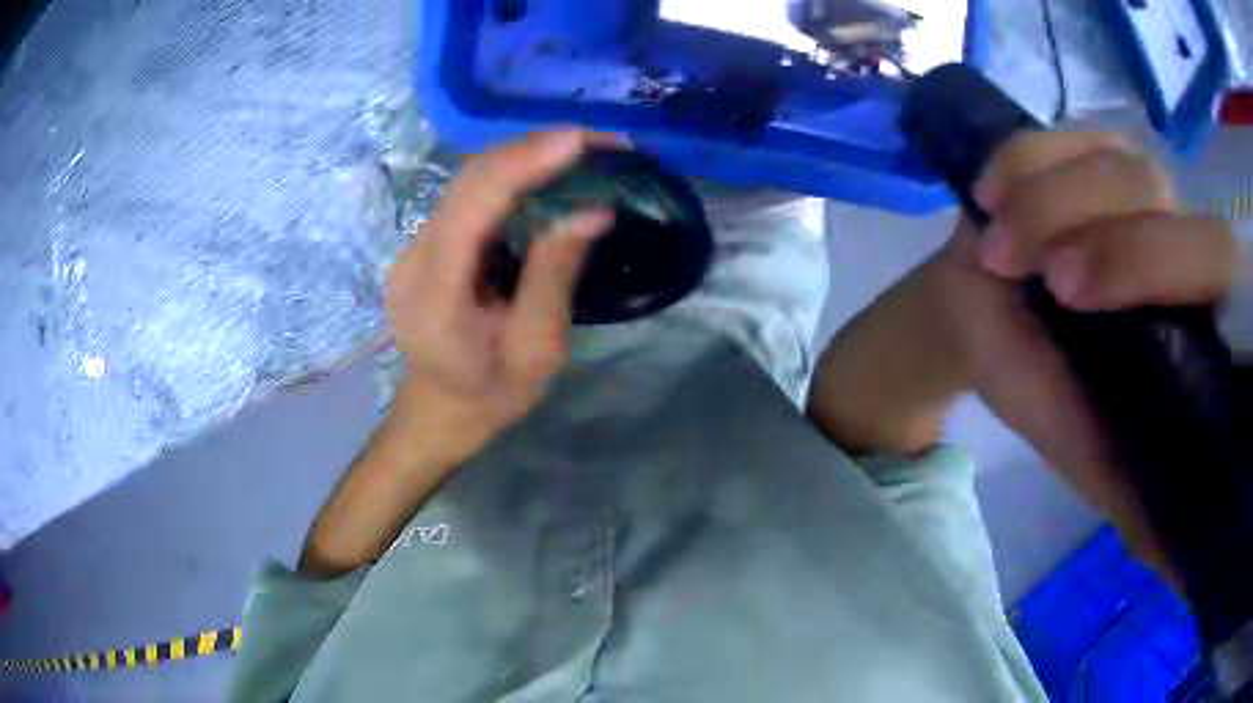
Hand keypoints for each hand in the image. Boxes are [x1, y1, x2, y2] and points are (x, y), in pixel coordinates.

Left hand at [385, 131, 616, 464]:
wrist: (442, 411)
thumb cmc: (491, 393)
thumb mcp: (536, 348)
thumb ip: (555, 276)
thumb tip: (593, 210)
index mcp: (435, 290)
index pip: (474, 203)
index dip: (525, 161)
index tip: (581, 140)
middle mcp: (415, 256)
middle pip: (469, 179)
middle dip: (535, 149)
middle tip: (601, 142)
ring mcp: (416, 246)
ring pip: (469, 180)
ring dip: (527, 156)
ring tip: (585, 150)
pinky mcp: (428, 243)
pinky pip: (472, 195)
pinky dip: (514, 176)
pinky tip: (551, 172)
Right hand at [931, 131, 1236, 572]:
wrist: (977, 311)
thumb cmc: (1034, 377)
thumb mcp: (1082, 444)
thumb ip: (1130, 486)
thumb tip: (1172, 557)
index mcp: (1186, 303)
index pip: (1204, 259)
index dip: (1142, 262)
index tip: (1067, 294)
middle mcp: (1170, 228)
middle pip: (1149, 189)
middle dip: (1079, 221)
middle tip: (1013, 264)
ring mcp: (1124, 174)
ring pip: (1106, 157)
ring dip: (1042, 195)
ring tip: (993, 244)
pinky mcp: (1075, 143)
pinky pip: (1053, 131)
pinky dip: (1017, 159)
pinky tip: (987, 194)